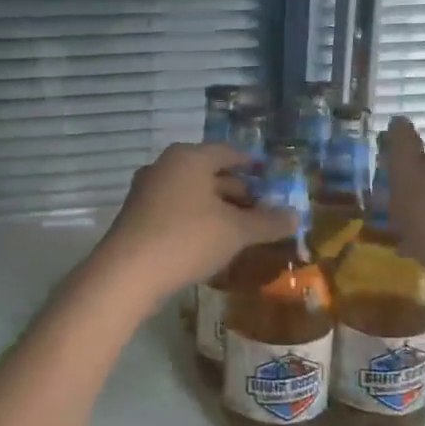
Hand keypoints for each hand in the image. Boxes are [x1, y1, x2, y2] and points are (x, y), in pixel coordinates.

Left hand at [93, 144, 296, 304]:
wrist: (127, 273)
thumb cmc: (187, 238)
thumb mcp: (236, 231)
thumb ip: (268, 222)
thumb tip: (296, 216)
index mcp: (188, 158)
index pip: (227, 152)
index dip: (250, 163)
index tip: (268, 175)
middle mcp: (164, 167)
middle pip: (208, 173)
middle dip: (236, 190)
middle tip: (261, 208)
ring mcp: (146, 192)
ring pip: (191, 194)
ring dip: (216, 208)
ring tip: (241, 228)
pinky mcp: (137, 218)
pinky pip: (175, 212)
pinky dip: (196, 221)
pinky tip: (211, 243)